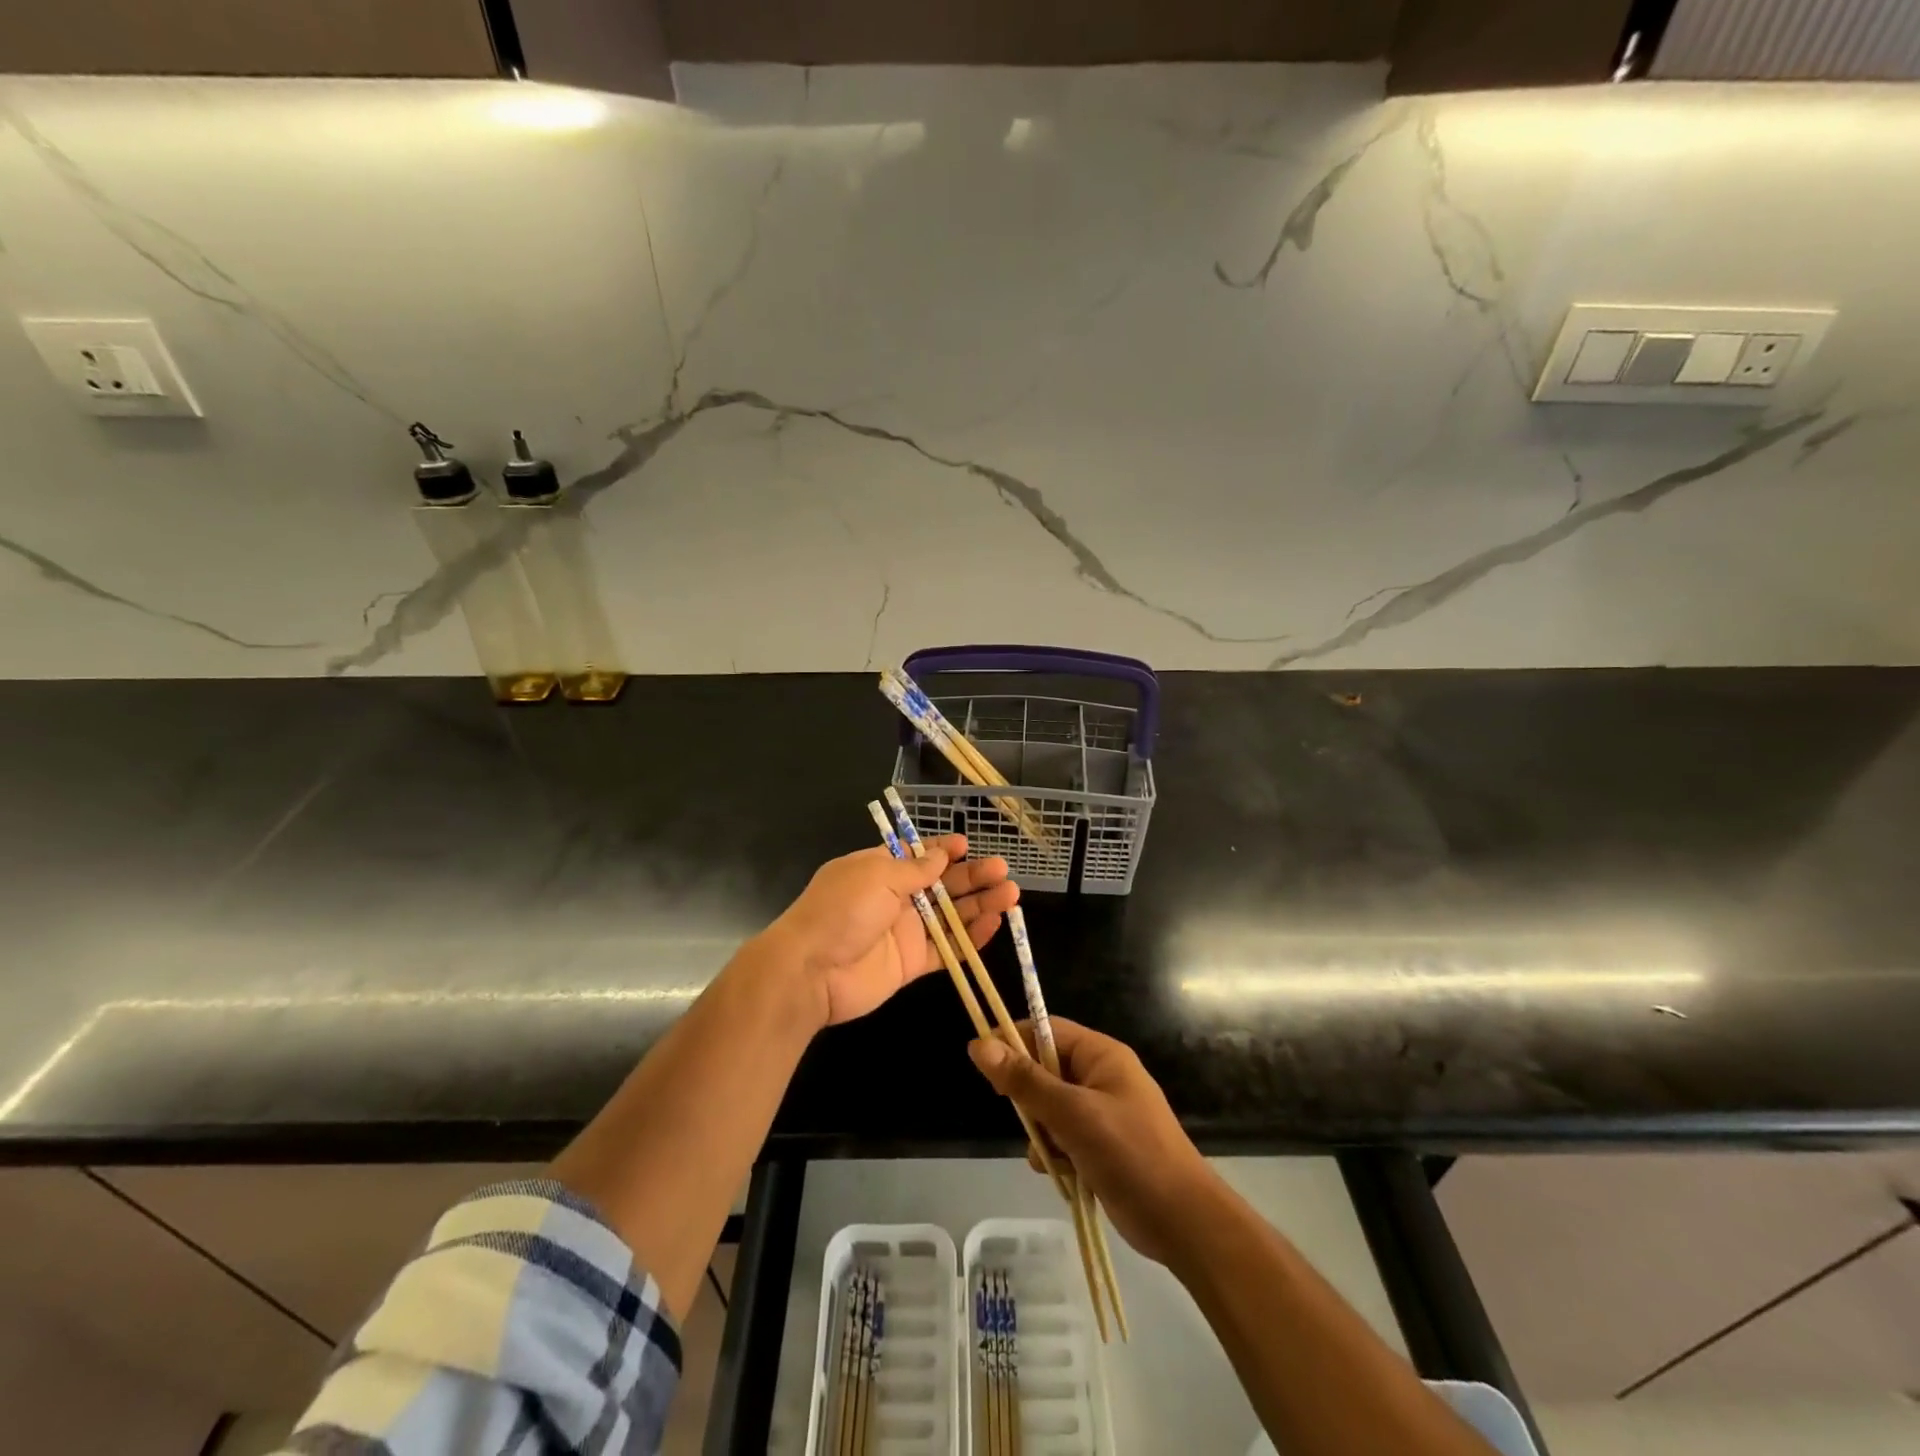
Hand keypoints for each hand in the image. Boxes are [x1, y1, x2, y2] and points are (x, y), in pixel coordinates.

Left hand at [767, 834, 1016, 1027]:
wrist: (811, 971)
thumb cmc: (841, 910)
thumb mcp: (877, 876)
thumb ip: (915, 869)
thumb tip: (942, 854)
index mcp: (879, 870)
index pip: (917, 856)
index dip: (943, 850)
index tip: (968, 846)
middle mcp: (895, 898)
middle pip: (941, 885)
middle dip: (972, 876)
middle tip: (1003, 870)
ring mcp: (905, 932)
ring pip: (951, 916)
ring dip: (980, 905)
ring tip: (1011, 894)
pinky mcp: (912, 963)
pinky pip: (948, 949)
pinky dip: (971, 939)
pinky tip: (995, 925)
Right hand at [968, 1018, 1217, 1264]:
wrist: (1183, 1223)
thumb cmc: (1131, 1155)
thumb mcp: (1073, 1115)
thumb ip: (1026, 1082)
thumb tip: (978, 1045)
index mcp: (1101, 1055)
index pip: (1046, 1030)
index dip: (1014, 1041)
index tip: (983, 1063)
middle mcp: (1101, 1077)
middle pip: (1046, 1070)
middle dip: (1031, 1098)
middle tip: (1029, 1122)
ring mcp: (1103, 1113)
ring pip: (1050, 1108)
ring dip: (1042, 1131)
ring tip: (1052, 1155)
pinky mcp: (1102, 1146)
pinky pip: (1063, 1136)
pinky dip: (1055, 1153)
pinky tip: (1060, 1173)